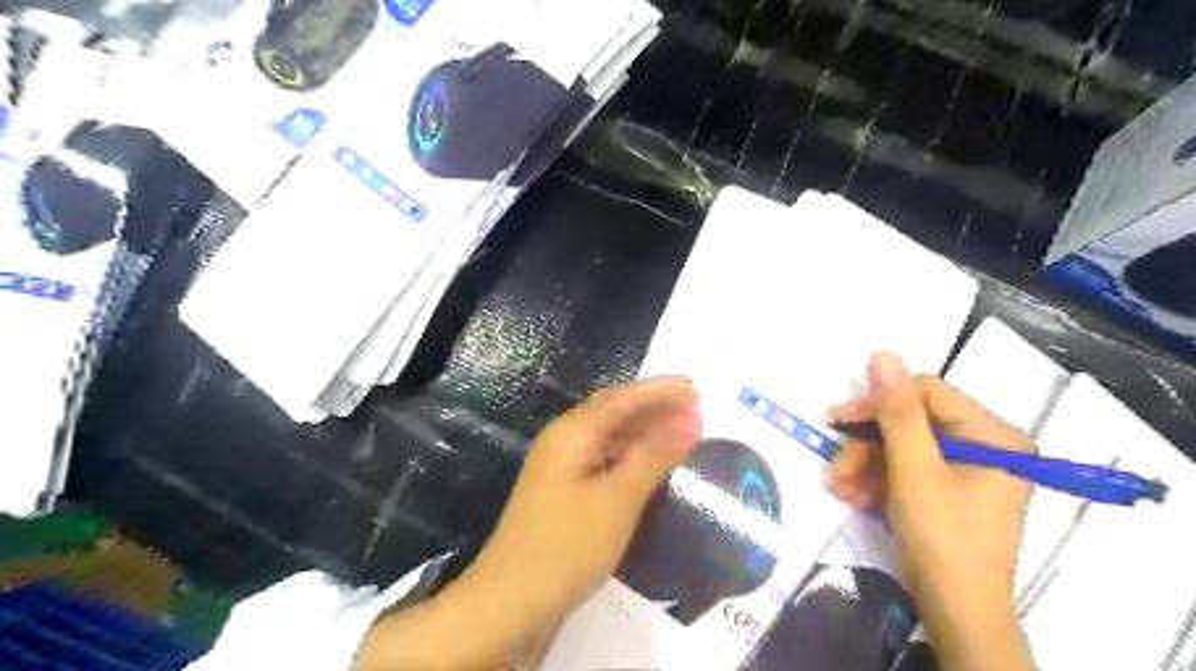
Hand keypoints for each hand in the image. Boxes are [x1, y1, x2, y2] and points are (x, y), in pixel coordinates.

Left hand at [459, 375, 702, 637]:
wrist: (510, 601)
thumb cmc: (568, 545)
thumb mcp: (618, 499)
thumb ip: (653, 456)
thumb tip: (688, 423)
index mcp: (573, 432)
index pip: (624, 398)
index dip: (661, 391)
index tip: (695, 387)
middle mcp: (564, 440)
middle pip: (615, 412)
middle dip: (655, 407)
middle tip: (695, 408)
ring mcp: (561, 466)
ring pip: (609, 436)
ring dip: (645, 431)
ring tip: (682, 432)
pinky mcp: (563, 491)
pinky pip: (604, 459)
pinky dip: (631, 456)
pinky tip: (651, 465)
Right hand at [829, 351, 1032, 670]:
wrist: (957, 614)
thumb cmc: (943, 539)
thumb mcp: (914, 470)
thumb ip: (896, 412)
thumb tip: (881, 354)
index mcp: (994, 436)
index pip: (927, 394)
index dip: (878, 404)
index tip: (836, 421)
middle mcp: (986, 446)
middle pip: (911, 424)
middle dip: (867, 446)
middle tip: (837, 467)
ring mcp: (967, 470)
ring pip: (901, 448)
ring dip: (865, 466)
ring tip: (840, 487)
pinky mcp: (948, 491)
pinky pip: (906, 471)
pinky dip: (877, 481)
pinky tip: (853, 496)